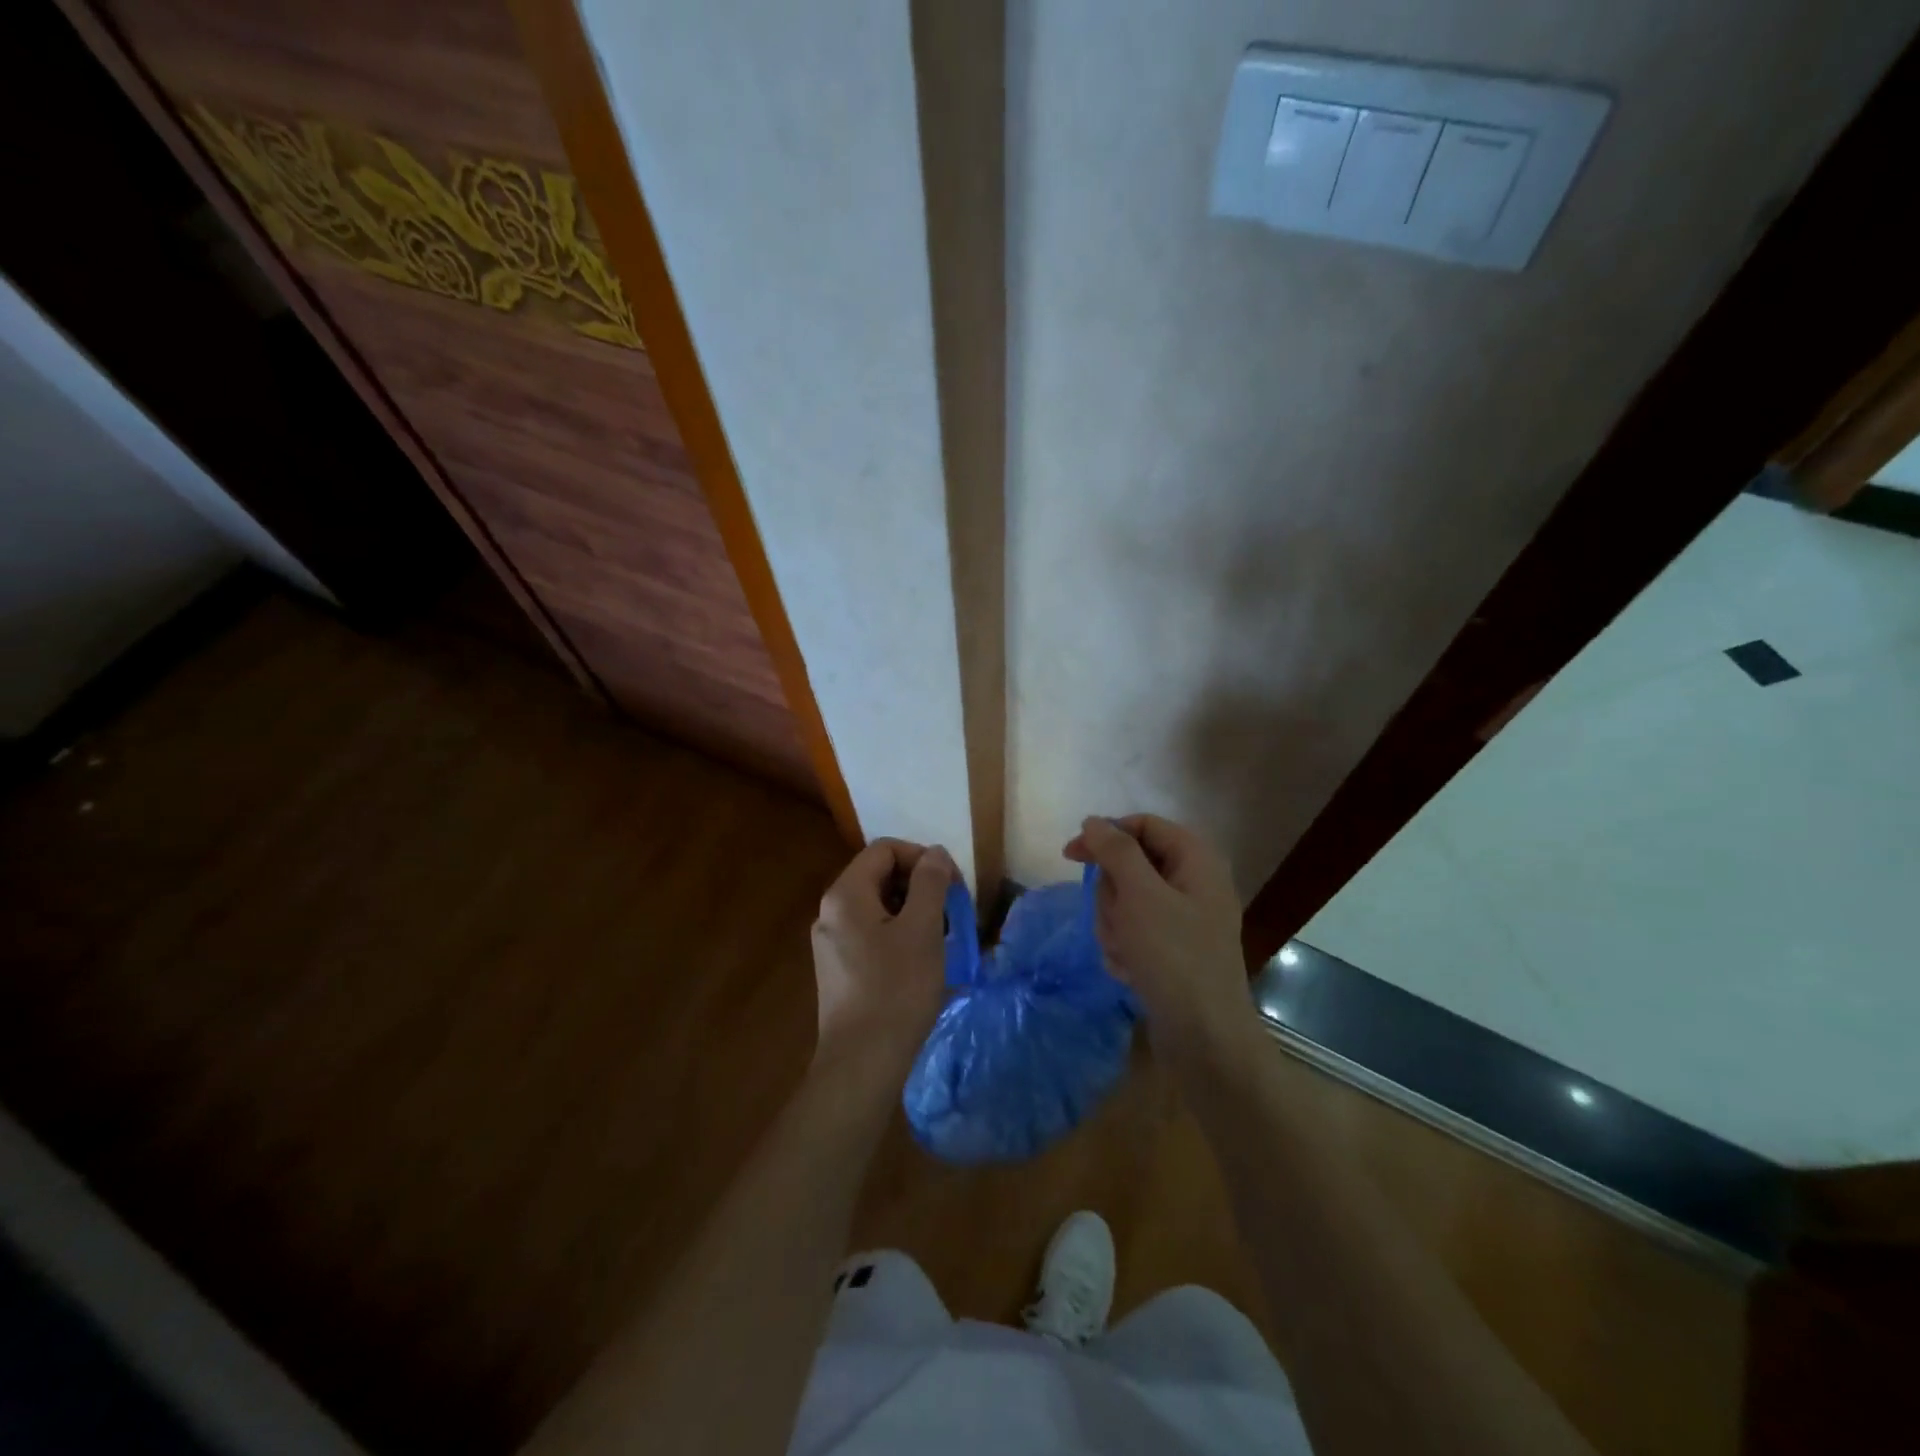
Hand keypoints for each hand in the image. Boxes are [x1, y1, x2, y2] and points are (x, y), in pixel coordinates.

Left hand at [810, 838, 955, 1079]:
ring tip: (941, 938)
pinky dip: (899, 935)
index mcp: (845, 894)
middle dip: (919, 885)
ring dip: (913, 912)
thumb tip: (934, 854)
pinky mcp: (838, 970)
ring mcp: (831, 943)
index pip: (885, 850)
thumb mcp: (922, 929)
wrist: (862, 1063)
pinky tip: (921, 962)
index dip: (922, 857)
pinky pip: (871, 934)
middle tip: (951, 912)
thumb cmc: (896, 989)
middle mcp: (830, 912)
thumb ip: (930, 883)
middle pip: (879, 876)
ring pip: (878, 907)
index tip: (952, 884)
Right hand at [1064, 815, 1253, 1060]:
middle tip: (1116, 919)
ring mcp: (1184, 918)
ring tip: (1125, 953)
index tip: (1071, 855)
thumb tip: (1094, 821)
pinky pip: (1134, 932)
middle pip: (1130, 865)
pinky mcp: (1173, 949)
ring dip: (1114, 926)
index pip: (1143, 825)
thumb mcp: (1140, 895)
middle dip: (1112, 895)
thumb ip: (1115, 851)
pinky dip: (1124, 948)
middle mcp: (1193, 882)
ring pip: (1126, 901)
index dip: (1105, 835)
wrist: (1205, 1037)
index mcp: (1196, 859)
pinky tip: (1130, 971)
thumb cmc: (1174, 956)